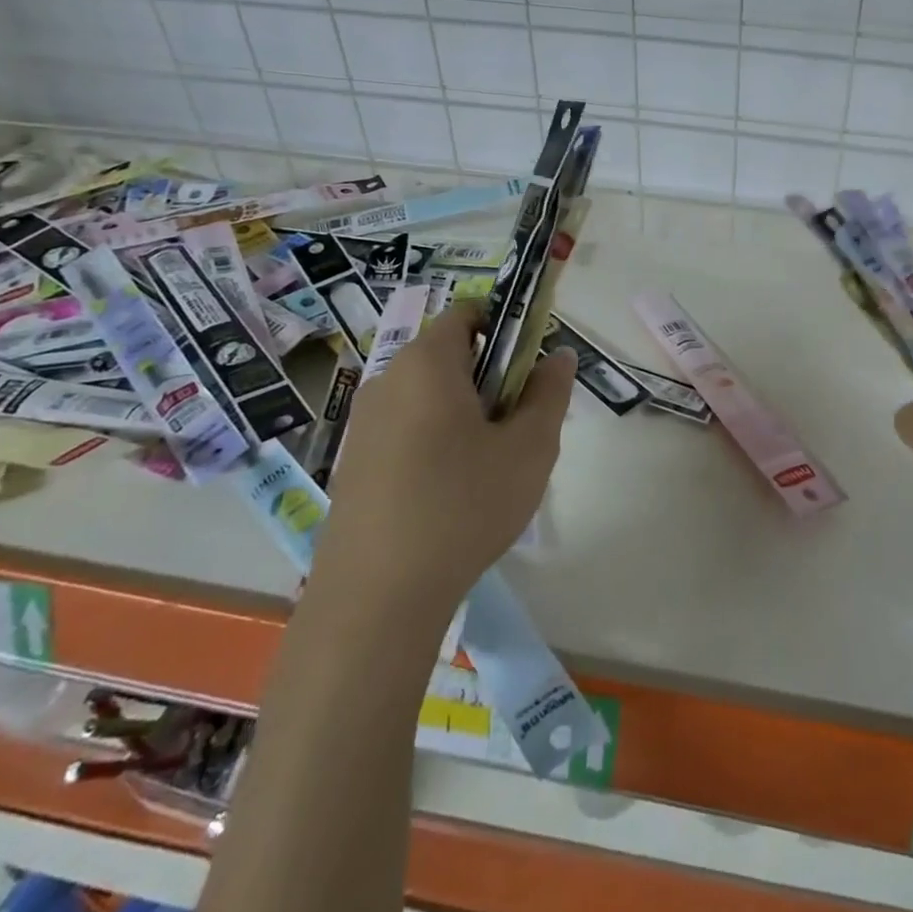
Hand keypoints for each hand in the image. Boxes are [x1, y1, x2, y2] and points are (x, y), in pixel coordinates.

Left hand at [325, 302, 575, 606]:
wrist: (376, 598)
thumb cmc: (463, 506)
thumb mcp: (530, 447)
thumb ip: (549, 392)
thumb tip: (559, 355)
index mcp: (428, 362)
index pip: (469, 313)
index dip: (507, 329)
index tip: (529, 372)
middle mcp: (387, 380)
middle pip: (449, 355)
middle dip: (491, 377)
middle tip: (518, 426)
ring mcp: (364, 423)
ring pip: (429, 395)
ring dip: (465, 412)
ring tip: (489, 466)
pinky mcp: (353, 462)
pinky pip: (406, 428)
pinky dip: (435, 440)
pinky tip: (450, 493)